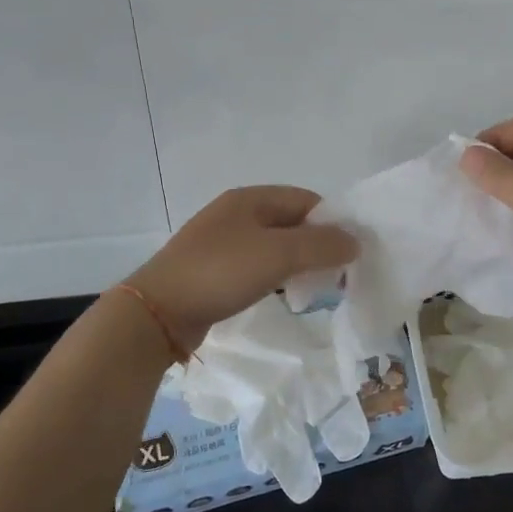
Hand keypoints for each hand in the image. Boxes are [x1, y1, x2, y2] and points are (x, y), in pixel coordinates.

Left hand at [124, 186, 357, 350]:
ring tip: (316, 286)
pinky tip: (284, 294)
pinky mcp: (214, 270)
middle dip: (318, 244)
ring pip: (275, 246)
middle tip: (338, 273)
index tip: (351, 251)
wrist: (157, 312)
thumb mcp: (279, 254)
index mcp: (251, 199)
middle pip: (292, 222)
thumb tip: (355, 241)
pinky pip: (257, 266)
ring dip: (298, 262)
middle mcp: (236, 213)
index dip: (333, 222)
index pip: (307, 200)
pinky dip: (277, 276)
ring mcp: (223, 242)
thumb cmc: (221, 272)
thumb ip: (321, 245)